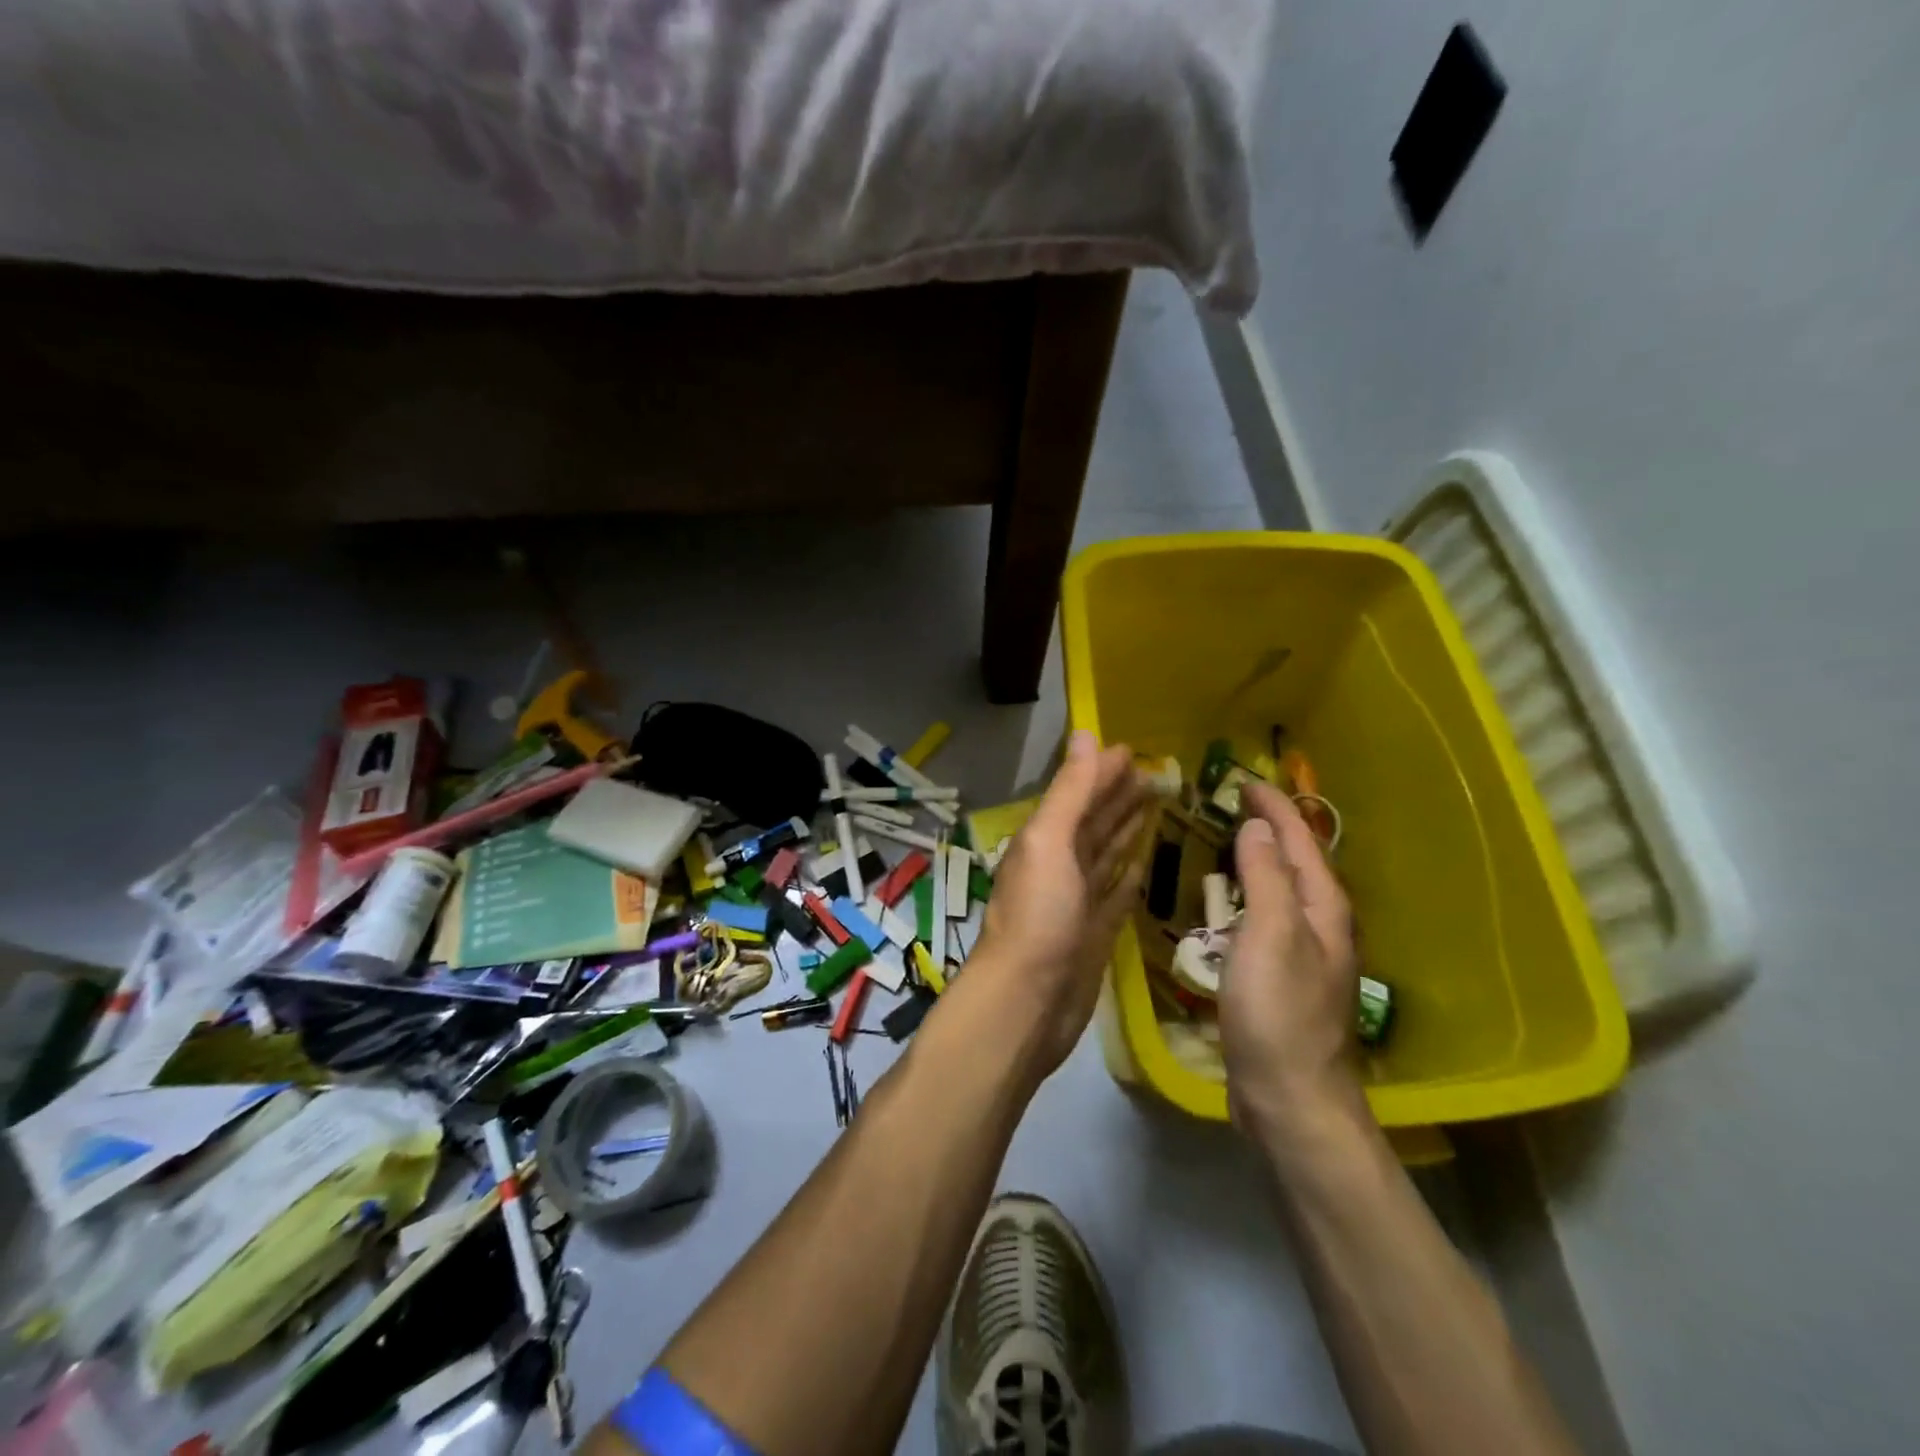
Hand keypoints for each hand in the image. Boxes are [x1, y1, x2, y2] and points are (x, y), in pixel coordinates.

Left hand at [972, 731, 1148, 1074]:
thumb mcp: (1049, 842)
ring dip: (1125, 830)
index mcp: (1044, 840)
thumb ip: (1070, 792)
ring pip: (1105, 855)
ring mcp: (1077, 902)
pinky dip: (1129, 876)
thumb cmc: (1039, 916)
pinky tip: (1145, 862)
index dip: (1103, 772)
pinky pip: (1116, 896)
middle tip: (1157, 774)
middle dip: (1119, 796)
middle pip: (1093, 822)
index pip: (1079, 795)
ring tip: (1155, 806)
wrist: (1027, 1002)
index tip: (1135, 752)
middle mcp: (1059, 866)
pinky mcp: (1095, 935)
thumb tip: (1086, 735)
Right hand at [1219, 782, 1368, 1151]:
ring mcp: (1304, 954)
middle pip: (1298, 861)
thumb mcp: (1270, 935)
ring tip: (1232, 838)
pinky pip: (1267, 916)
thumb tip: (1260, 826)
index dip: (1275, 807)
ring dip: (1262, 858)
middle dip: (1272, 827)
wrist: (1290, 1098)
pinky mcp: (1282, 978)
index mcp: (1322, 908)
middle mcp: (1320, 925)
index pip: (1300, 841)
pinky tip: (1230, 899)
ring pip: (1284, 889)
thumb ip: (1266, 877)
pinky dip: (1251, 893)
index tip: (1244, 780)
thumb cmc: (1278, 1012)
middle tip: (1235, 802)